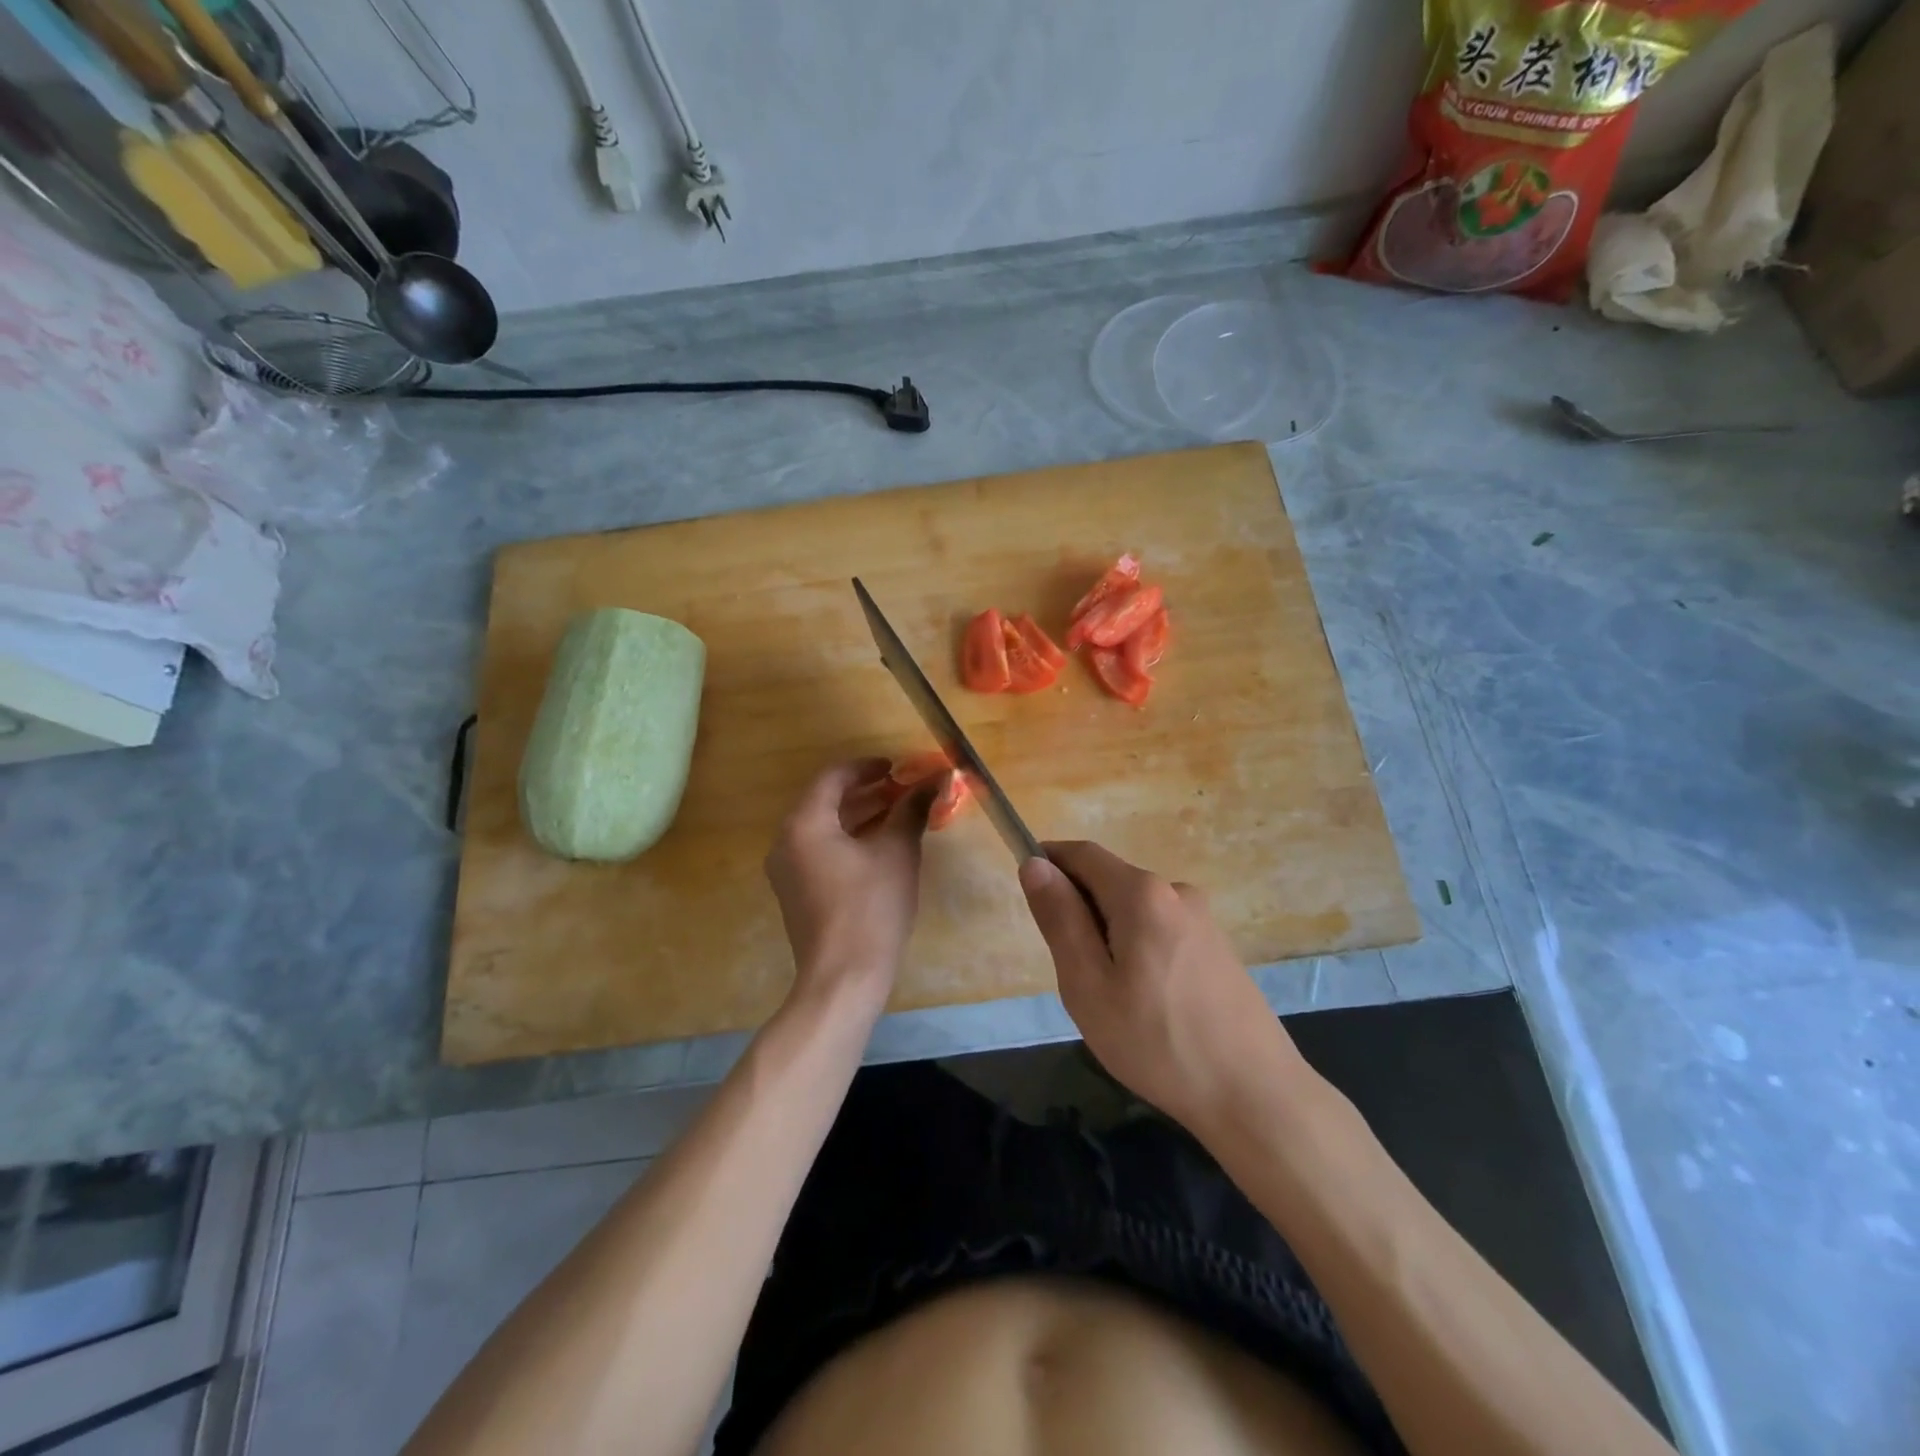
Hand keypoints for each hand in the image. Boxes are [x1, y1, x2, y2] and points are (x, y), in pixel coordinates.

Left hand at [765, 759, 939, 1021]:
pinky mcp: (796, 893)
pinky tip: (880, 846)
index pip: (832, 778)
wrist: (843, 978)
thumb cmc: (870, 907)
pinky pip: (821, 851)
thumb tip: (935, 780)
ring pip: (824, 828)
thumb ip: (912, 810)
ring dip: (860, 816)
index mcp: (804, 824)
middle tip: (903, 789)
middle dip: (867, 792)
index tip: (898, 767)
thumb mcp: (897, 852)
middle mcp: (786, 841)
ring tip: (898, 813)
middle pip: (826, 801)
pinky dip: (848, 840)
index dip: (867, 767)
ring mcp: (787, 870)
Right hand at [1019, 842, 1307, 1133]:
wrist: (1255, 1096)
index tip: (1030, 896)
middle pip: (1110, 881)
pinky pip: (1160, 930)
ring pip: (1134, 910)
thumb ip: (1060, 918)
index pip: (1083, 854)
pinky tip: (1147, 1004)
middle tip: (1072, 974)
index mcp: (1142, 893)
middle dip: (1079, 910)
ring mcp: (1203, 919)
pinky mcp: (1218, 947)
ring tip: (1111, 1000)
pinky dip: (1137, 949)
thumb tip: (1035, 864)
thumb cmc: (1157, 1042)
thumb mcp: (1088, 985)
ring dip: (1108, 935)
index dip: (1049, 861)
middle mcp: (1177, 891)